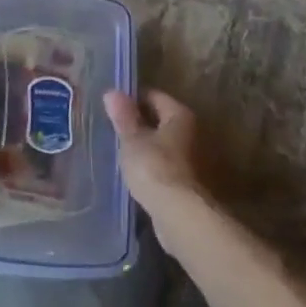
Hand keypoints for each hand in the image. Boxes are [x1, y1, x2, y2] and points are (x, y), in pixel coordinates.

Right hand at [104, 89, 205, 211]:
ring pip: (164, 144)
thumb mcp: (132, 139)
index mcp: (180, 115)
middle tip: (113, 128)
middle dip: (139, 123)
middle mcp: (192, 133)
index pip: (154, 96)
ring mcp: (193, 159)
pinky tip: (135, 173)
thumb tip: (112, 92)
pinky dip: (152, 166)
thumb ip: (123, 116)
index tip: (111, 107)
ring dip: (146, 147)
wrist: (179, 214)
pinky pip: (166, 165)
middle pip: (161, 120)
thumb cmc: (154, 167)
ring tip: (120, 151)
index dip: (132, 99)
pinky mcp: (189, 183)